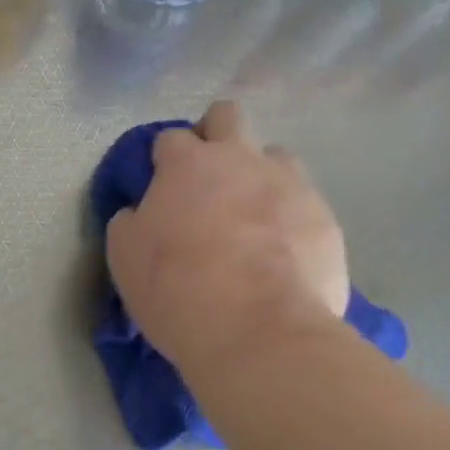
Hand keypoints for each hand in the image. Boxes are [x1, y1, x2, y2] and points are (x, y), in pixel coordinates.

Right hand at [105, 102, 349, 378]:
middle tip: (207, 179)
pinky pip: (304, 203)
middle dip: (215, 135)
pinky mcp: (325, 217)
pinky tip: (282, 254)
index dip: (164, 159)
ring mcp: (290, 184)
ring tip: (252, 218)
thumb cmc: (178, 290)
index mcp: (188, 164)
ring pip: (274, 156)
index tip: (161, 186)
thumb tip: (142, 211)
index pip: (171, 138)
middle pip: (227, 116)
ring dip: (259, 176)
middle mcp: (241, 159)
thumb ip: (131, 221)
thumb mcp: (125, 257)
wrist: (260, 332)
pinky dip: (289, 218)